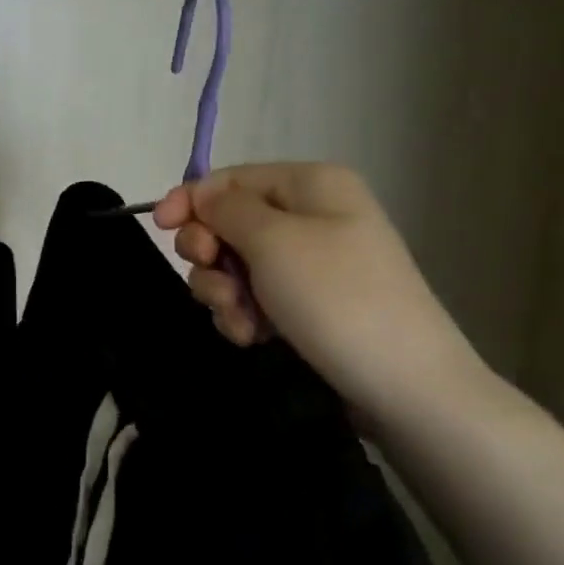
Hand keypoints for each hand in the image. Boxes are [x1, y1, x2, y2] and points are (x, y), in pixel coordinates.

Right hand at [153, 163, 486, 419]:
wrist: (403, 385)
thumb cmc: (336, 298)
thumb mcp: (273, 241)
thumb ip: (225, 210)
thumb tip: (200, 194)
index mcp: (311, 185)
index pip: (230, 179)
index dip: (190, 199)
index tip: (160, 228)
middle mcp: (309, 216)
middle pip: (226, 222)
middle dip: (210, 255)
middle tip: (218, 282)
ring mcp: (307, 263)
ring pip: (232, 264)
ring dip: (223, 293)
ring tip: (243, 321)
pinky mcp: (303, 304)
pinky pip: (251, 296)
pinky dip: (243, 315)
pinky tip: (254, 337)